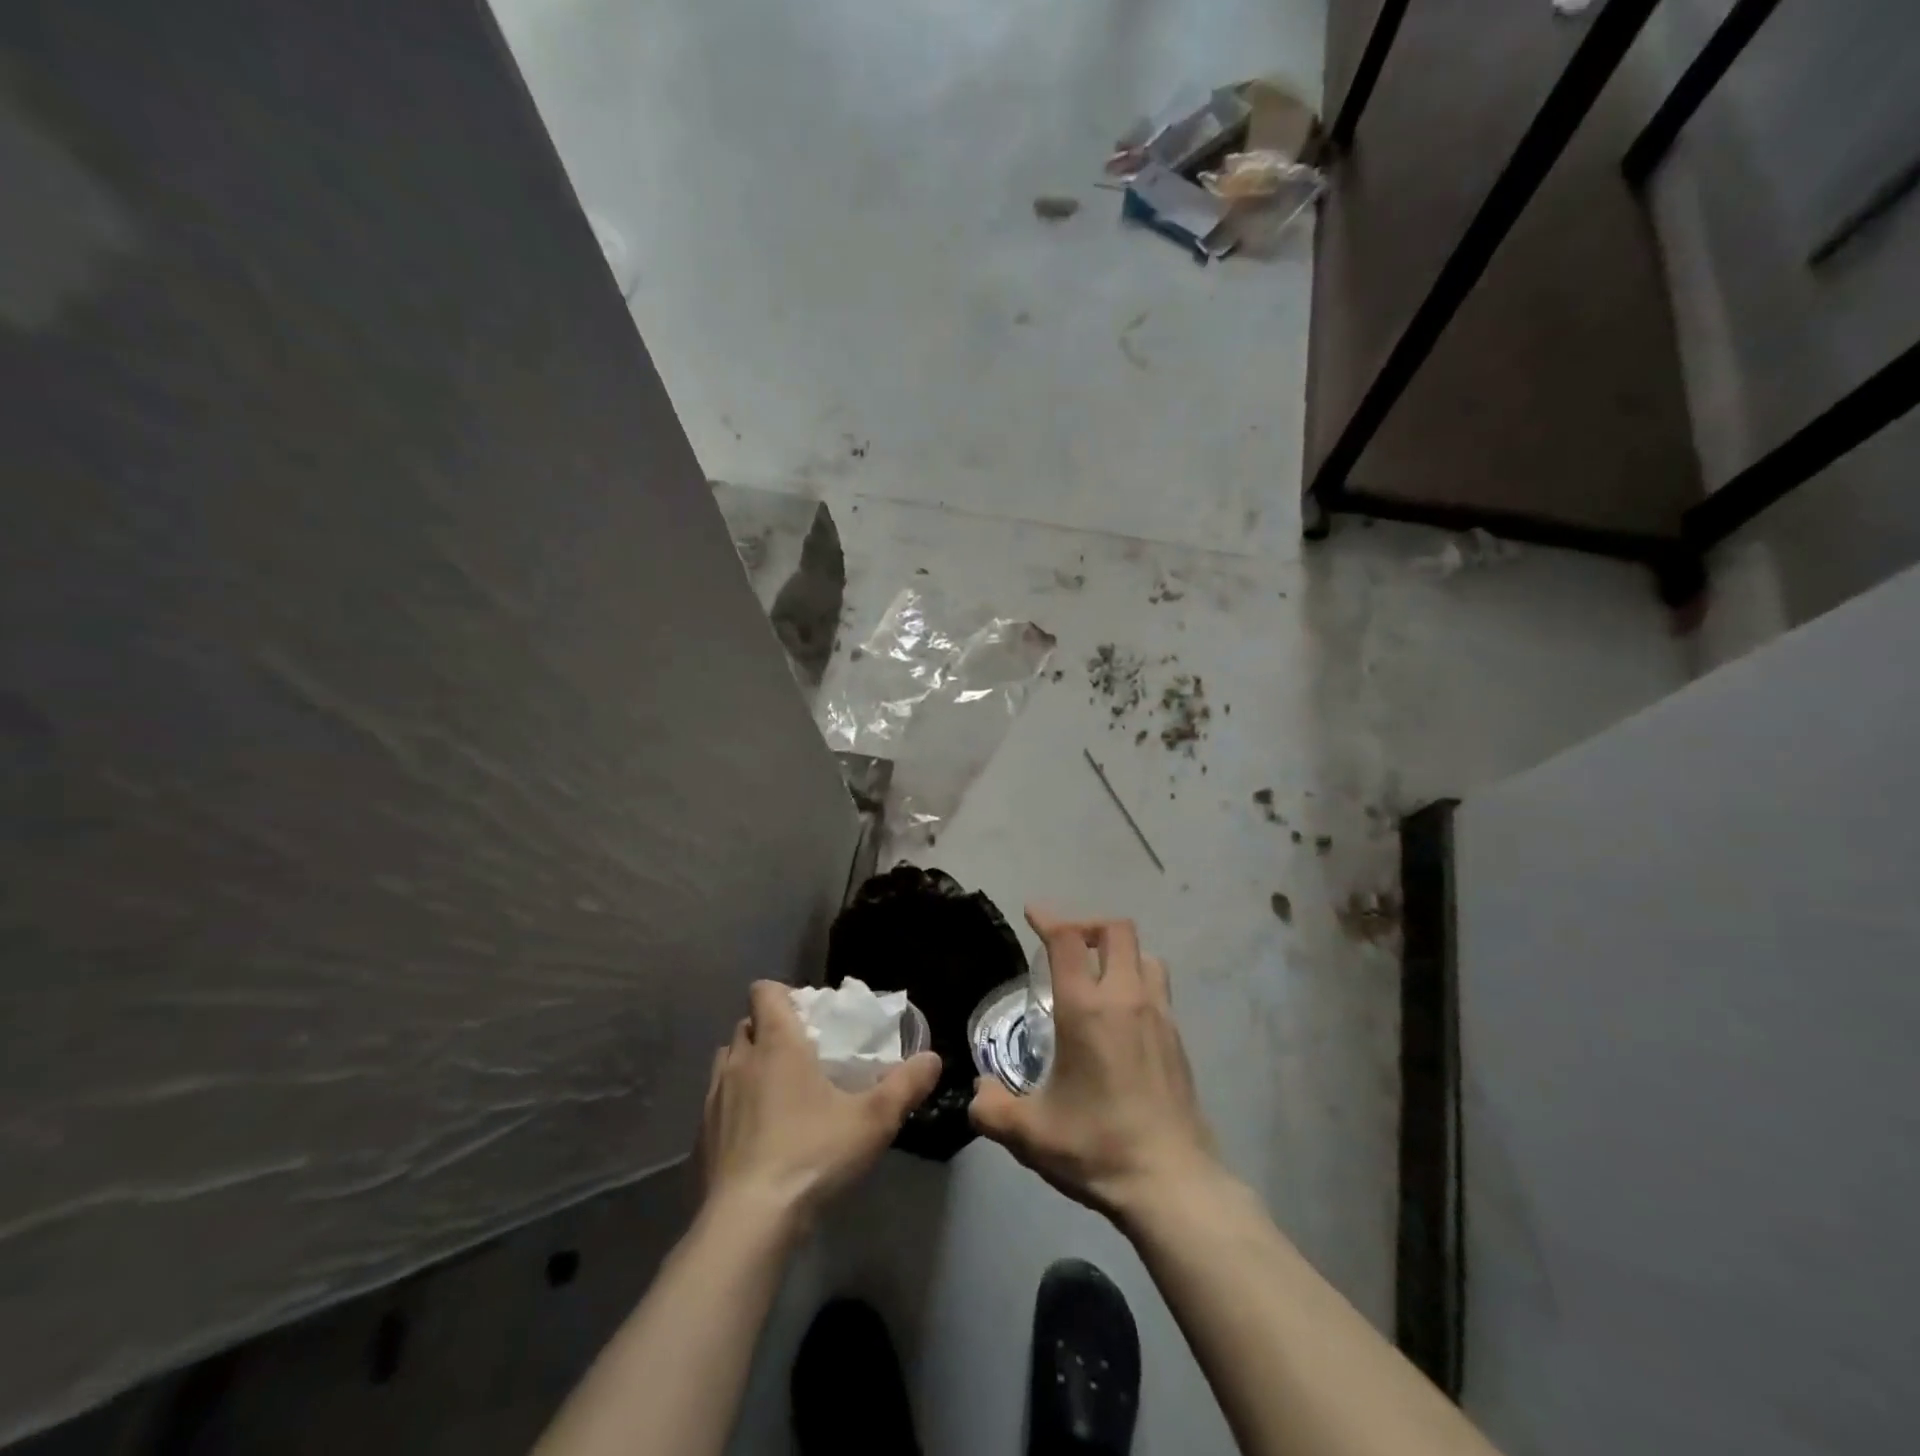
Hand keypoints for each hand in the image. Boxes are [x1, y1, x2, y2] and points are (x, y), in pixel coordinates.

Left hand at [700, 982, 941, 1230]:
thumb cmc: (812, 1154)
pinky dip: (735, 1106)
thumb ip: (906, 1086)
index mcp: (777, 1043)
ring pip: (729, 1061)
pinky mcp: (701, 1136)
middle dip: (771, 1030)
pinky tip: (759, 1137)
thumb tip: (933, 1059)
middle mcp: (740, 1061)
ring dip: (749, 1065)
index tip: (810, 1016)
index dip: (784, 995)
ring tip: (779, 1092)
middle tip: (803, 1054)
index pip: (765, 992)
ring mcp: (714, 1099)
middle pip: (748, 1025)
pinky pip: (717, 1103)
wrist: (748, 1223)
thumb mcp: (873, 1120)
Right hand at [969, 907, 1220, 1223]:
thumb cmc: (1097, 1146)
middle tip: (1066, 947)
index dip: (1049, 918)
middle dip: (1088, 926)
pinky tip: (1122, 1018)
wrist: (1172, 1182)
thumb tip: (978, 1094)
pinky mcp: (1178, 1039)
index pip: (1068, 940)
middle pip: (1117, 930)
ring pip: (1145, 955)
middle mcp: (1126, 998)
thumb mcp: (1030, 1133)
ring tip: (1097, 977)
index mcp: (1086, 1009)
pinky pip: (1158, 987)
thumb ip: (992, 1109)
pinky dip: (1137, 982)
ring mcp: (1159, 1016)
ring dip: (1119, 953)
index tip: (1032, 914)